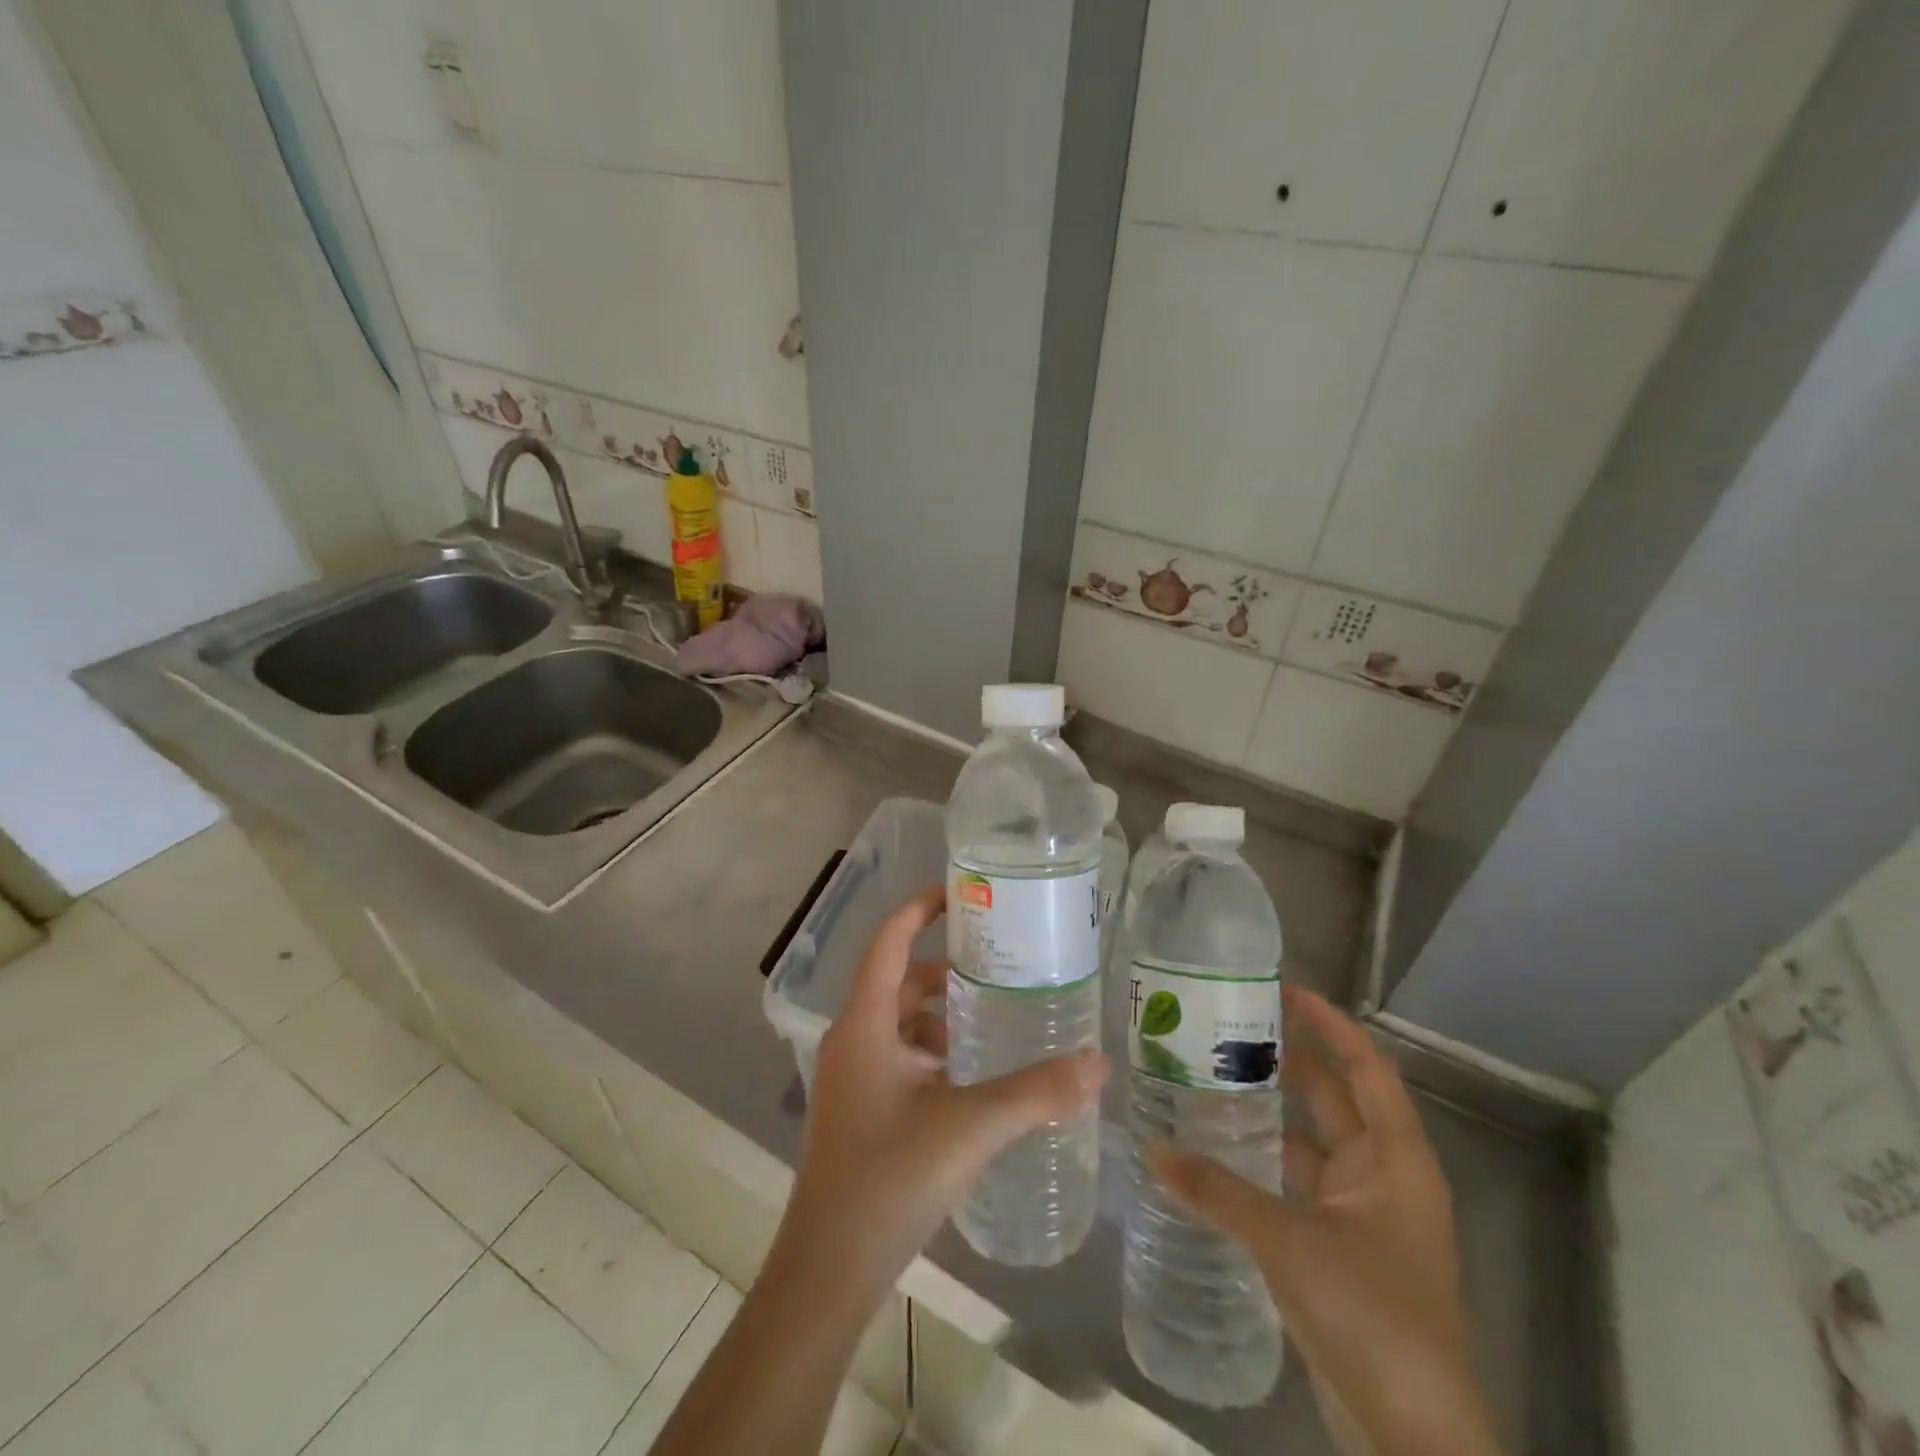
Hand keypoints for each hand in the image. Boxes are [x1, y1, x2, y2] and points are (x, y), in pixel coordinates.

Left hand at [773, 885, 1107, 1313]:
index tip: (963, 892)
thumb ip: (1035, 1093)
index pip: (889, 939)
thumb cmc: (888, 1180)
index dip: (920, 907)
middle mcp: (853, 1038)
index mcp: (865, 1022)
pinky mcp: (861, 1107)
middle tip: (999, 963)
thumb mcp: (968, 1127)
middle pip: (899, 978)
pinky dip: (934, 1050)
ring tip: (994, 1018)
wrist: (828, 1269)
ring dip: (941, 1013)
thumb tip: (1098, 1063)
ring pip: (900, 1020)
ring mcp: (854, 1075)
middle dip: (945, 968)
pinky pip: (900, 1055)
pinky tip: (973, 1077)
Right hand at [1151, 986, 1499, 1455]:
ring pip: (1306, 1143)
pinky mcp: (1334, 1249)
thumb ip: (1218, 1192)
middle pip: (1332, 1099)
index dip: (1331, 1025)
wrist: (1411, 1438)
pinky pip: (1291, 1184)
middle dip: (1285, 1062)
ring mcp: (1358, 1215)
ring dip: (1264, 1115)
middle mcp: (1380, 1176)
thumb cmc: (1373, 1317)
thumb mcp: (1290, 1243)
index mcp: (1394, 1160)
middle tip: (1225, 1026)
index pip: (1367, 1069)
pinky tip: (1211, 1153)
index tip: (1283, 989)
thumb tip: (1152, 1149)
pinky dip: (1257, 1165)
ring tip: (1206, 1078)